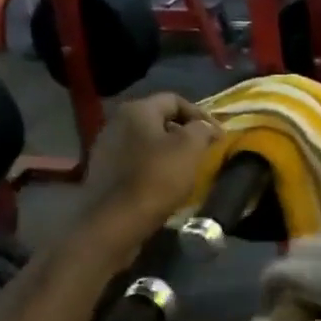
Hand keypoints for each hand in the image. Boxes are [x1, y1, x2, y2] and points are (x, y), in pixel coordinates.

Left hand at [79, 93, 220, 255]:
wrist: (116, 221)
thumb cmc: (157, 178)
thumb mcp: (190, 149)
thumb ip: (202, 129)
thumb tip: (206, 127)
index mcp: (137, 110)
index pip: (175, 100)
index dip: (200, 115)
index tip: (217, 136)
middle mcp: (116, 122)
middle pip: (158, 120)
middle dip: (183, 133)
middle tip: (203, 151)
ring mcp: (105, 147)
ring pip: (145, 141)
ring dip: (167, 151)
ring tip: (185, 168)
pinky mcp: (102, 171)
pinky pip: (134, 161)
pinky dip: (152, 166)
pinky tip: (163, 183)